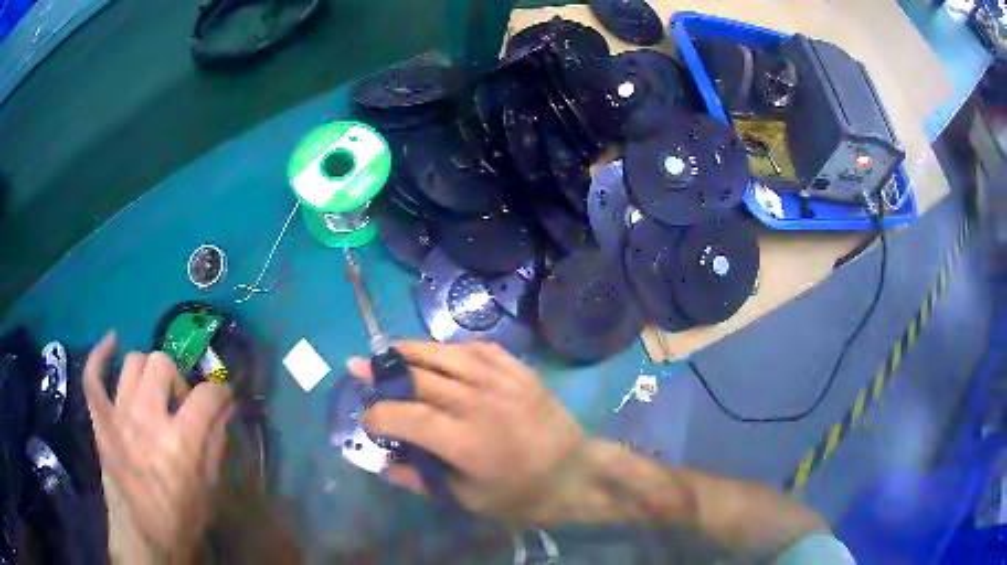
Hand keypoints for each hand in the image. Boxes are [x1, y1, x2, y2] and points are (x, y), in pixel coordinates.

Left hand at [84, 333, 234, 560]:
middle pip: (163, 364)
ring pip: (132, 362)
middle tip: (181, 405)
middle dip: (178, 380)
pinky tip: (112, 343)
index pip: (207, 395)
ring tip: (153, 393)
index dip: (220, 392)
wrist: (143, 537)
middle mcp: (146, 419)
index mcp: (180, 442)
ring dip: (148, 371)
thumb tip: (226, 407)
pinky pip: (93, 376)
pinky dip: (100, 355)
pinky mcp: (100, 420)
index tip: (223, 398)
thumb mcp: (210, 489)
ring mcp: (118, 416)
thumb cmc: (181, 519)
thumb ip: (216, 443)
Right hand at [347, 341, 590, 524]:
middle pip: (419, 377)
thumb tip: (384, 464)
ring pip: (445, 354)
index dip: (378, 414)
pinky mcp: (519, 371)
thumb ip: (422, 480)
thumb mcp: (469, 499)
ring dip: (411, 350)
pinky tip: (439, 351)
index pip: (406, 416)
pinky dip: (452, 348)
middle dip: (383, 372)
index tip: (366, 418)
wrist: (577, 473)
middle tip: (358, 366)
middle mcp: (477, 402)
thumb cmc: (523, 494)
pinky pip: (479, 349)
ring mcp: (501, 380)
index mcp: (463, 440)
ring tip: (388, 350)